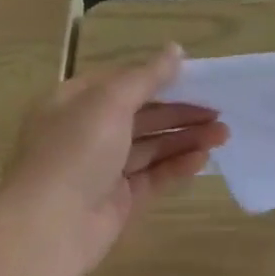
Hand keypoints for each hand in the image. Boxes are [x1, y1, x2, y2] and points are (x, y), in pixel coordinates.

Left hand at [0, 45, 226, 275]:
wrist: (51, 226)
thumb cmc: (75, 151)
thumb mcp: (109, 102)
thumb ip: (146, 77)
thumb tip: (176, 49)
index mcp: (74, 102)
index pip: (122, 82)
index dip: (158, 78)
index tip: (196, 78)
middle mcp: (87, 132)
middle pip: (141, 115)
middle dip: (180, 111)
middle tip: (220, 110)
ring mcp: (104, 168)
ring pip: (152, 146)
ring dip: (186, 138)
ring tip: (223, 134)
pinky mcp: (120, 199)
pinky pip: (154, 176)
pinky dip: (178, 166)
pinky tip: (204, 158)